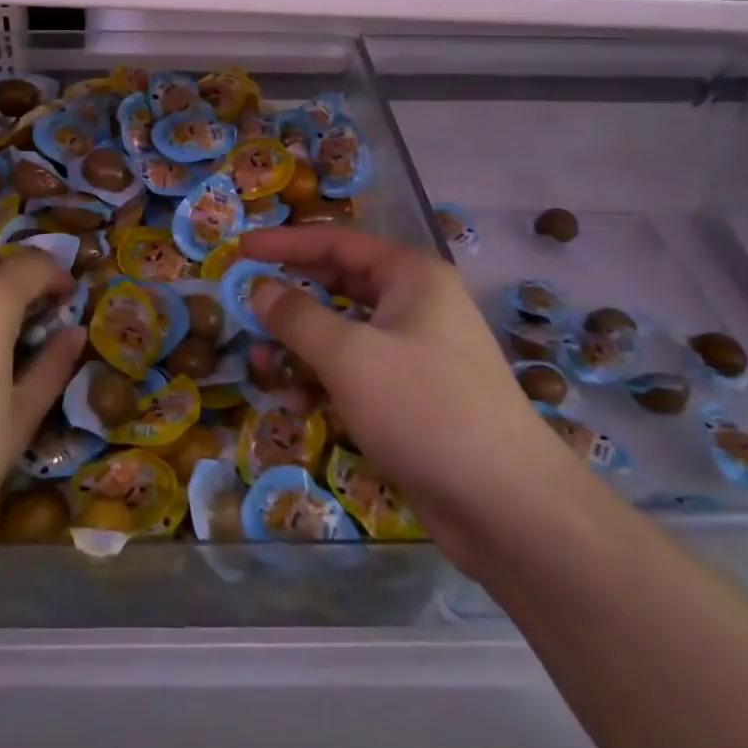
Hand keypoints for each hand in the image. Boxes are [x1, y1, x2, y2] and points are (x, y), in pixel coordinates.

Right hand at [238, 226, 577, 567]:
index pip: (336, 242)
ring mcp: (418, 351)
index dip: (284, 243)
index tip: (240, 249)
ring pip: (345, 332)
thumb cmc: (423, 408)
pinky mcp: (414, 395)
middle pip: (339, 284)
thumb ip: (296, 316)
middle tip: (245, 306)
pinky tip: (298, 402)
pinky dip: (325, 379)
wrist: (507, 505)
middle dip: (291, 298)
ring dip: (301, 346)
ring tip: (262, 367)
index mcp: (411, 276)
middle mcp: (416, 304)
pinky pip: (358, 370)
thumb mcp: (348, 355)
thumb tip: (259, 289)